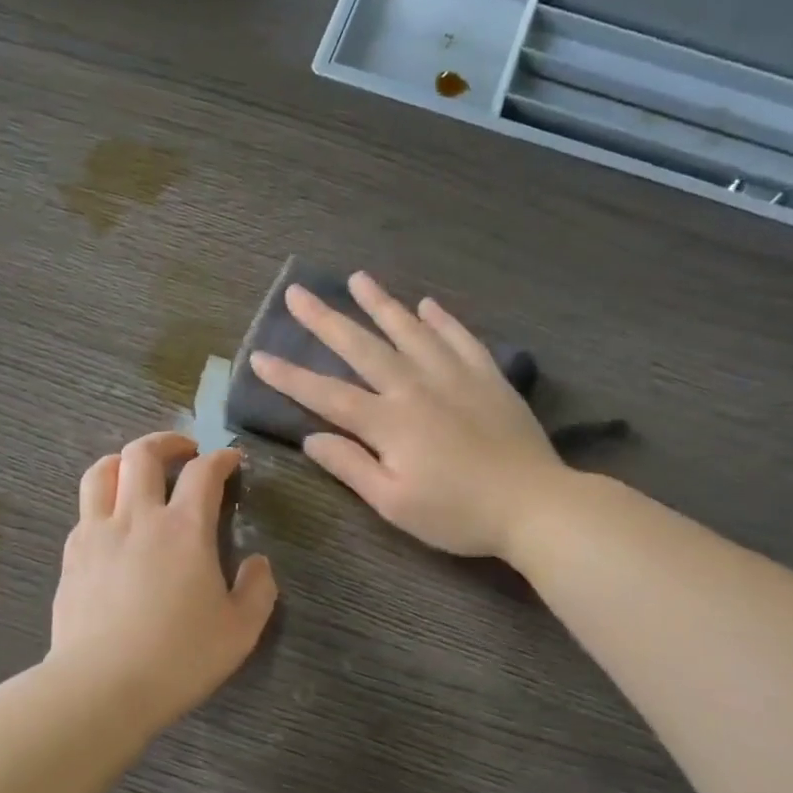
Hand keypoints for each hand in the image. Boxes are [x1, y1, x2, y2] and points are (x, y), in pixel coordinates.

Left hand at [49, 431, 277, 726]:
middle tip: (185, 452)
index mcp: (184, 529)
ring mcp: (97, 533)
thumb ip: (257, 590)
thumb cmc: (179, 658)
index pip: (203, 473)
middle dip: (168, 442)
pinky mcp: (71, 556)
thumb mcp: (240, 630)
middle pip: (143, 453)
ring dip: (125, 461)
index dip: (221, 458)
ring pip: (103, 471)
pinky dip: (103, 500)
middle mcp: (138, 518)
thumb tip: (257, 564)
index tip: (231, 459)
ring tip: (138, 473)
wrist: (101, 686)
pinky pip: (84, 509)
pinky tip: (113, 524)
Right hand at [248, 272, 563, 558]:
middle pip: (362, 348)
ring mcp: (454, 376)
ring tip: (357, 278)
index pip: (326, 394)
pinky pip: (460, 338)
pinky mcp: (487, 377)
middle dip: (326, 320)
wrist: (533, 504)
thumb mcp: (394, 503)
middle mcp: (415, 387)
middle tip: (299, 293)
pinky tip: (427, 305)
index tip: (258, 356)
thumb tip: (311, 438)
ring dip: (380, 304)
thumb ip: (351, 466)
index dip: (290, 377)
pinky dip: (441, 319)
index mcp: (387, 422)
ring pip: (409, 331)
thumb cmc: (457, 513)